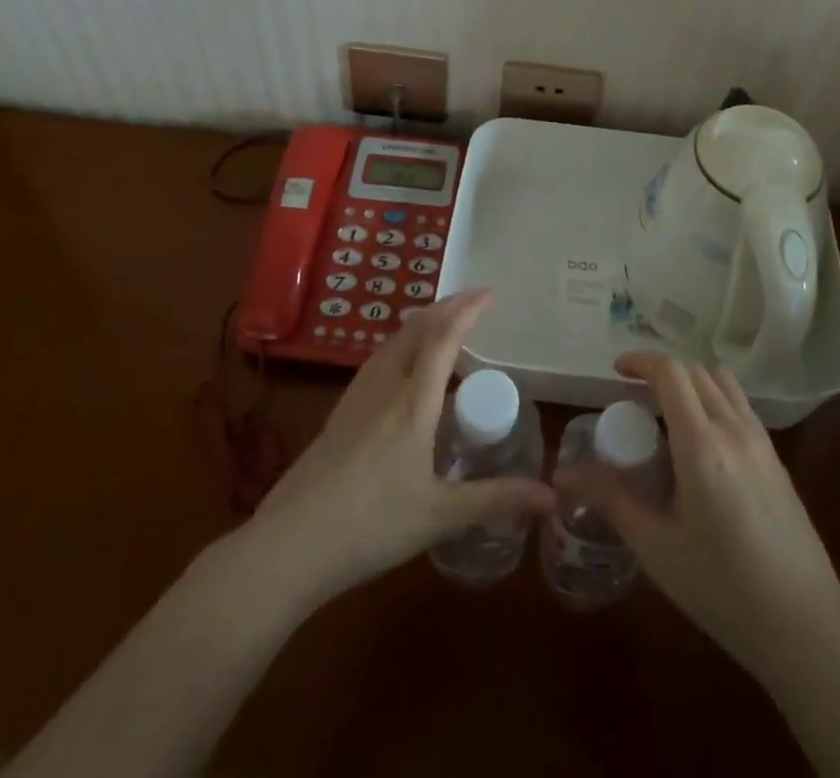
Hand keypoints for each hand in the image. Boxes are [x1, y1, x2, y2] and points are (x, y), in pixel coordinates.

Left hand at [249, 290, 552, 607]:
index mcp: (413, 402)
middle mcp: (384, 388)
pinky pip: (376, 362)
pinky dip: (400, 347)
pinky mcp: (338, 416)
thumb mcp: (439, 516)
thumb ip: (495, 501)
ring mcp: (356, 400)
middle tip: (472, 303)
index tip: (490, 293)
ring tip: (441, 326)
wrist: (288, 546)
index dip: (468, 310)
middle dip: (446, 308)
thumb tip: (552, 498)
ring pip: (392, 343)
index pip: (444, 339)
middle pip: (415, 330)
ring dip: (421, 324)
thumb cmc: (370, 525)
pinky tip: (400, 369)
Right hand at [565, 351, 839, 679]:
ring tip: (668, 415)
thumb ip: (611, 499)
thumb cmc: (721, 587)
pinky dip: (715, 401)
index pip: (671, 372)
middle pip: (695, 371)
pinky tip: (703, 445)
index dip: (641, 361)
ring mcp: (761, 441)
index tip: (616, 371)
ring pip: (723, 382)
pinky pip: (741, 406)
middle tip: (634, 399)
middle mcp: (734, 428)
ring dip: (692, 382)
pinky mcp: (777, 459)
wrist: (804, 626)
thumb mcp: (656, 547)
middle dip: (662, 372)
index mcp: (701, 442)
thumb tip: (564, 475)